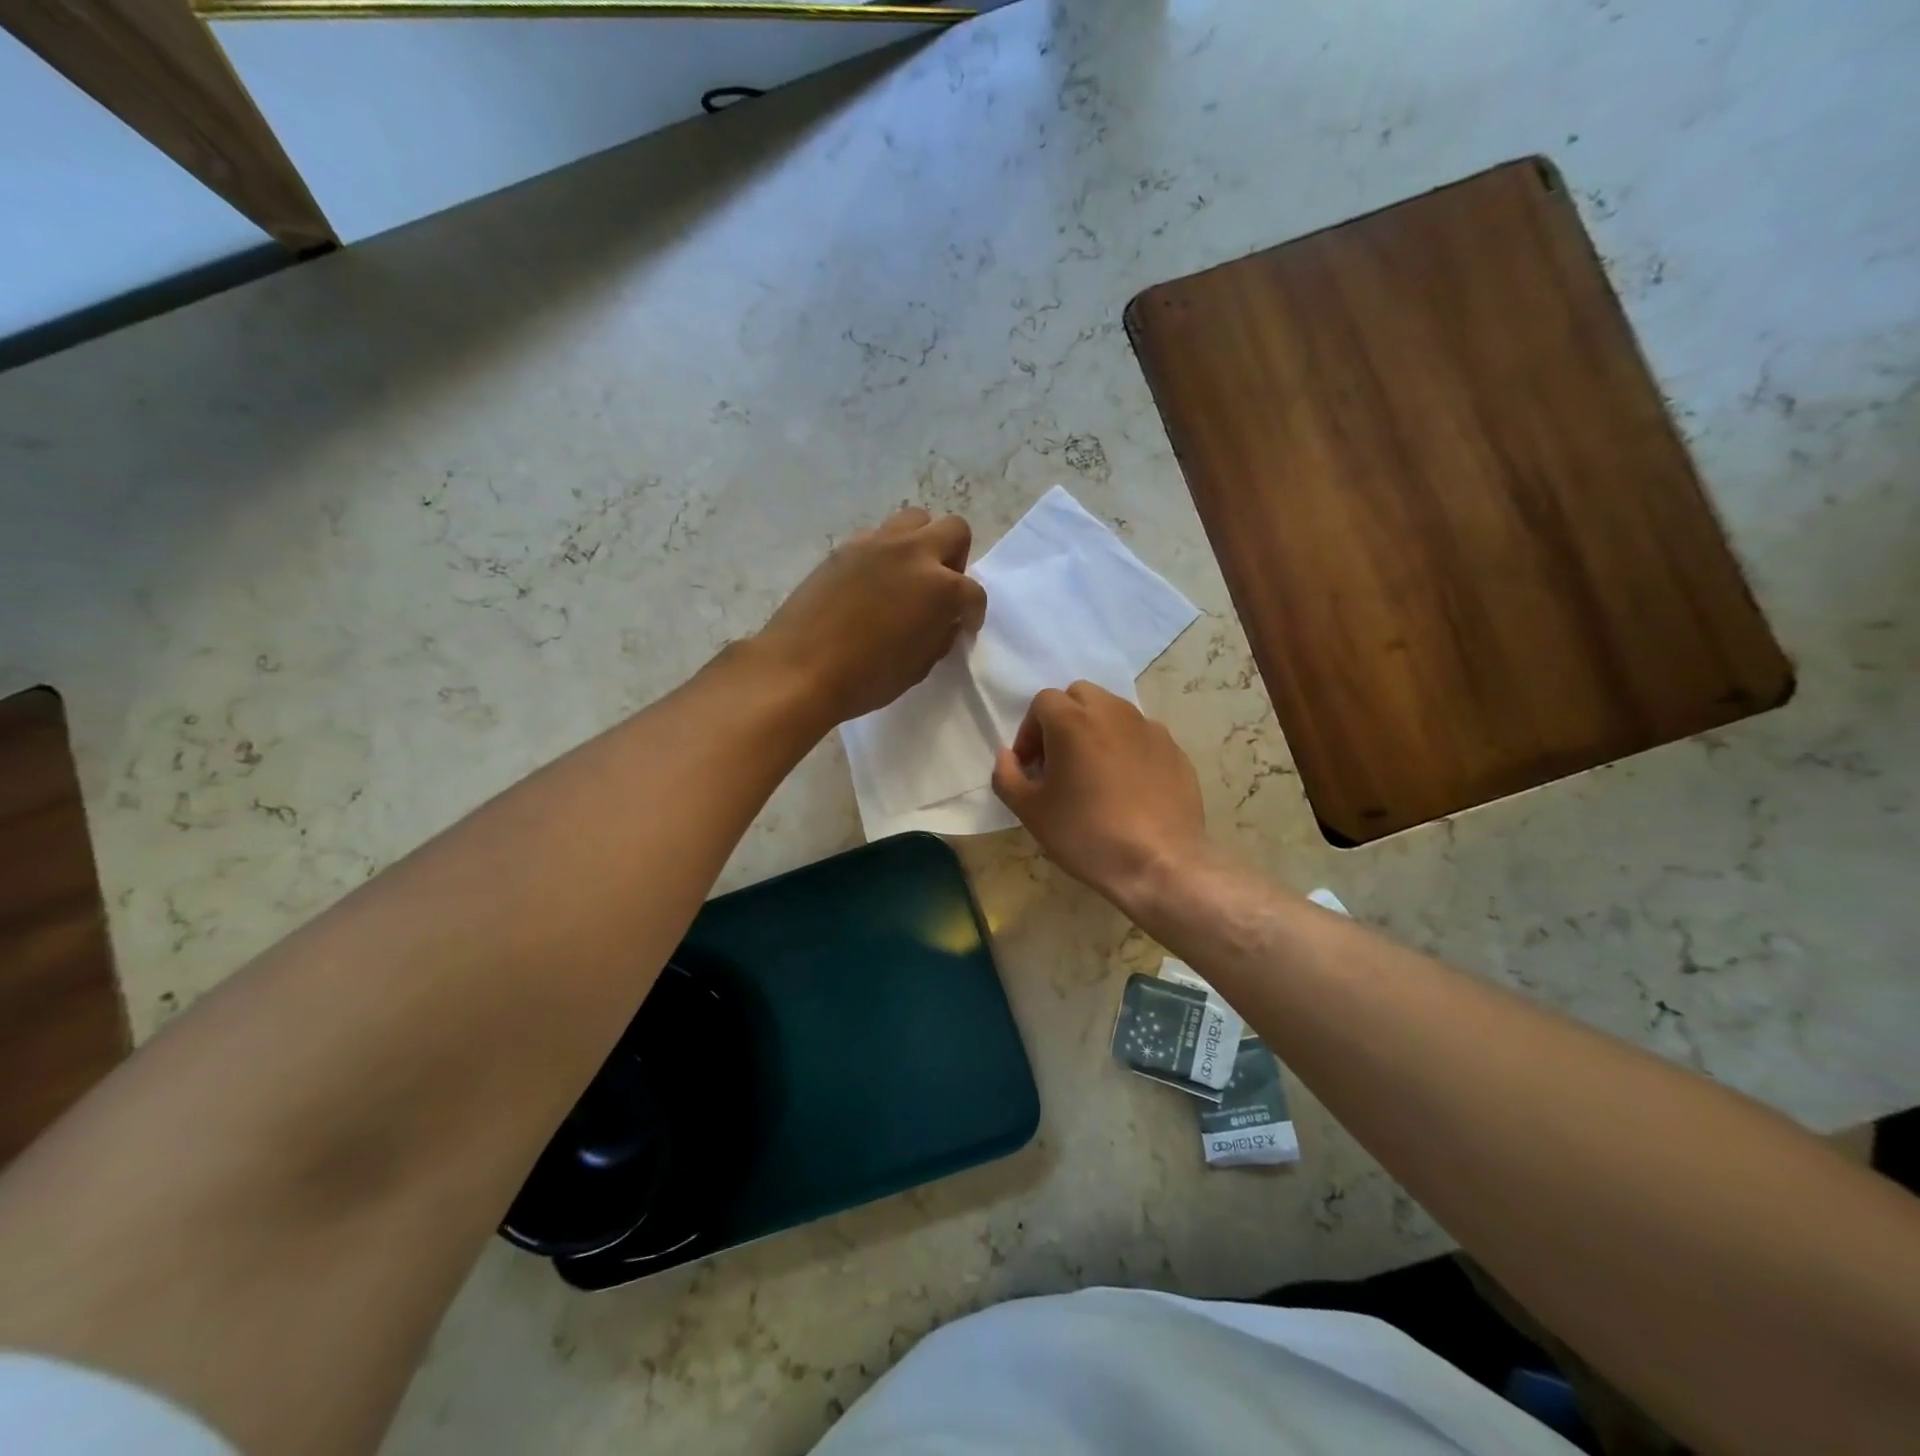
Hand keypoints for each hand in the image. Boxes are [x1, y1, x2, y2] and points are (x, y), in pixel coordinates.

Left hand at [759, 507, 987, 724]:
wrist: (799, 668)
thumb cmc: (866, 678)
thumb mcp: (919, 666)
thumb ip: (941, 634)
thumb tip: (945, 619)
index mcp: (940, 587)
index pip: (973, 592)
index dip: (974, 613)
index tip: (965, 626)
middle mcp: (913, 553)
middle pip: (954, 530)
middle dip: (956, 559)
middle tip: (942, 588)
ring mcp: (876, 544)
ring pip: (915, 520)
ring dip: (922, 543)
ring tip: (909, 576)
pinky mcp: (845, 547)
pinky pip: (878, 536)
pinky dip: (886, 552)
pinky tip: (873, 582)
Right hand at [991, 682, 1207, 907]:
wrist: (1159, 864)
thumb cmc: (1086, 834)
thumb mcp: (1030, 811)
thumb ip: (1007, 775)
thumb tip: (1007, 756)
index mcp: (1073, 721)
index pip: (1042, 702)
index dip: (1030, 731)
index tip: (1031, 767)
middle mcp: (1113, 713)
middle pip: (1080, 695)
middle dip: (1063, 719)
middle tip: (1059, 760)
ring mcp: (1149, 729)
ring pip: (1114, 712)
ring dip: (1096, 730)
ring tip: (1094, 772)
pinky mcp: (1174, 750)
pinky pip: (1141, 736)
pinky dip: (1127, 748)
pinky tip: (1127, 787)